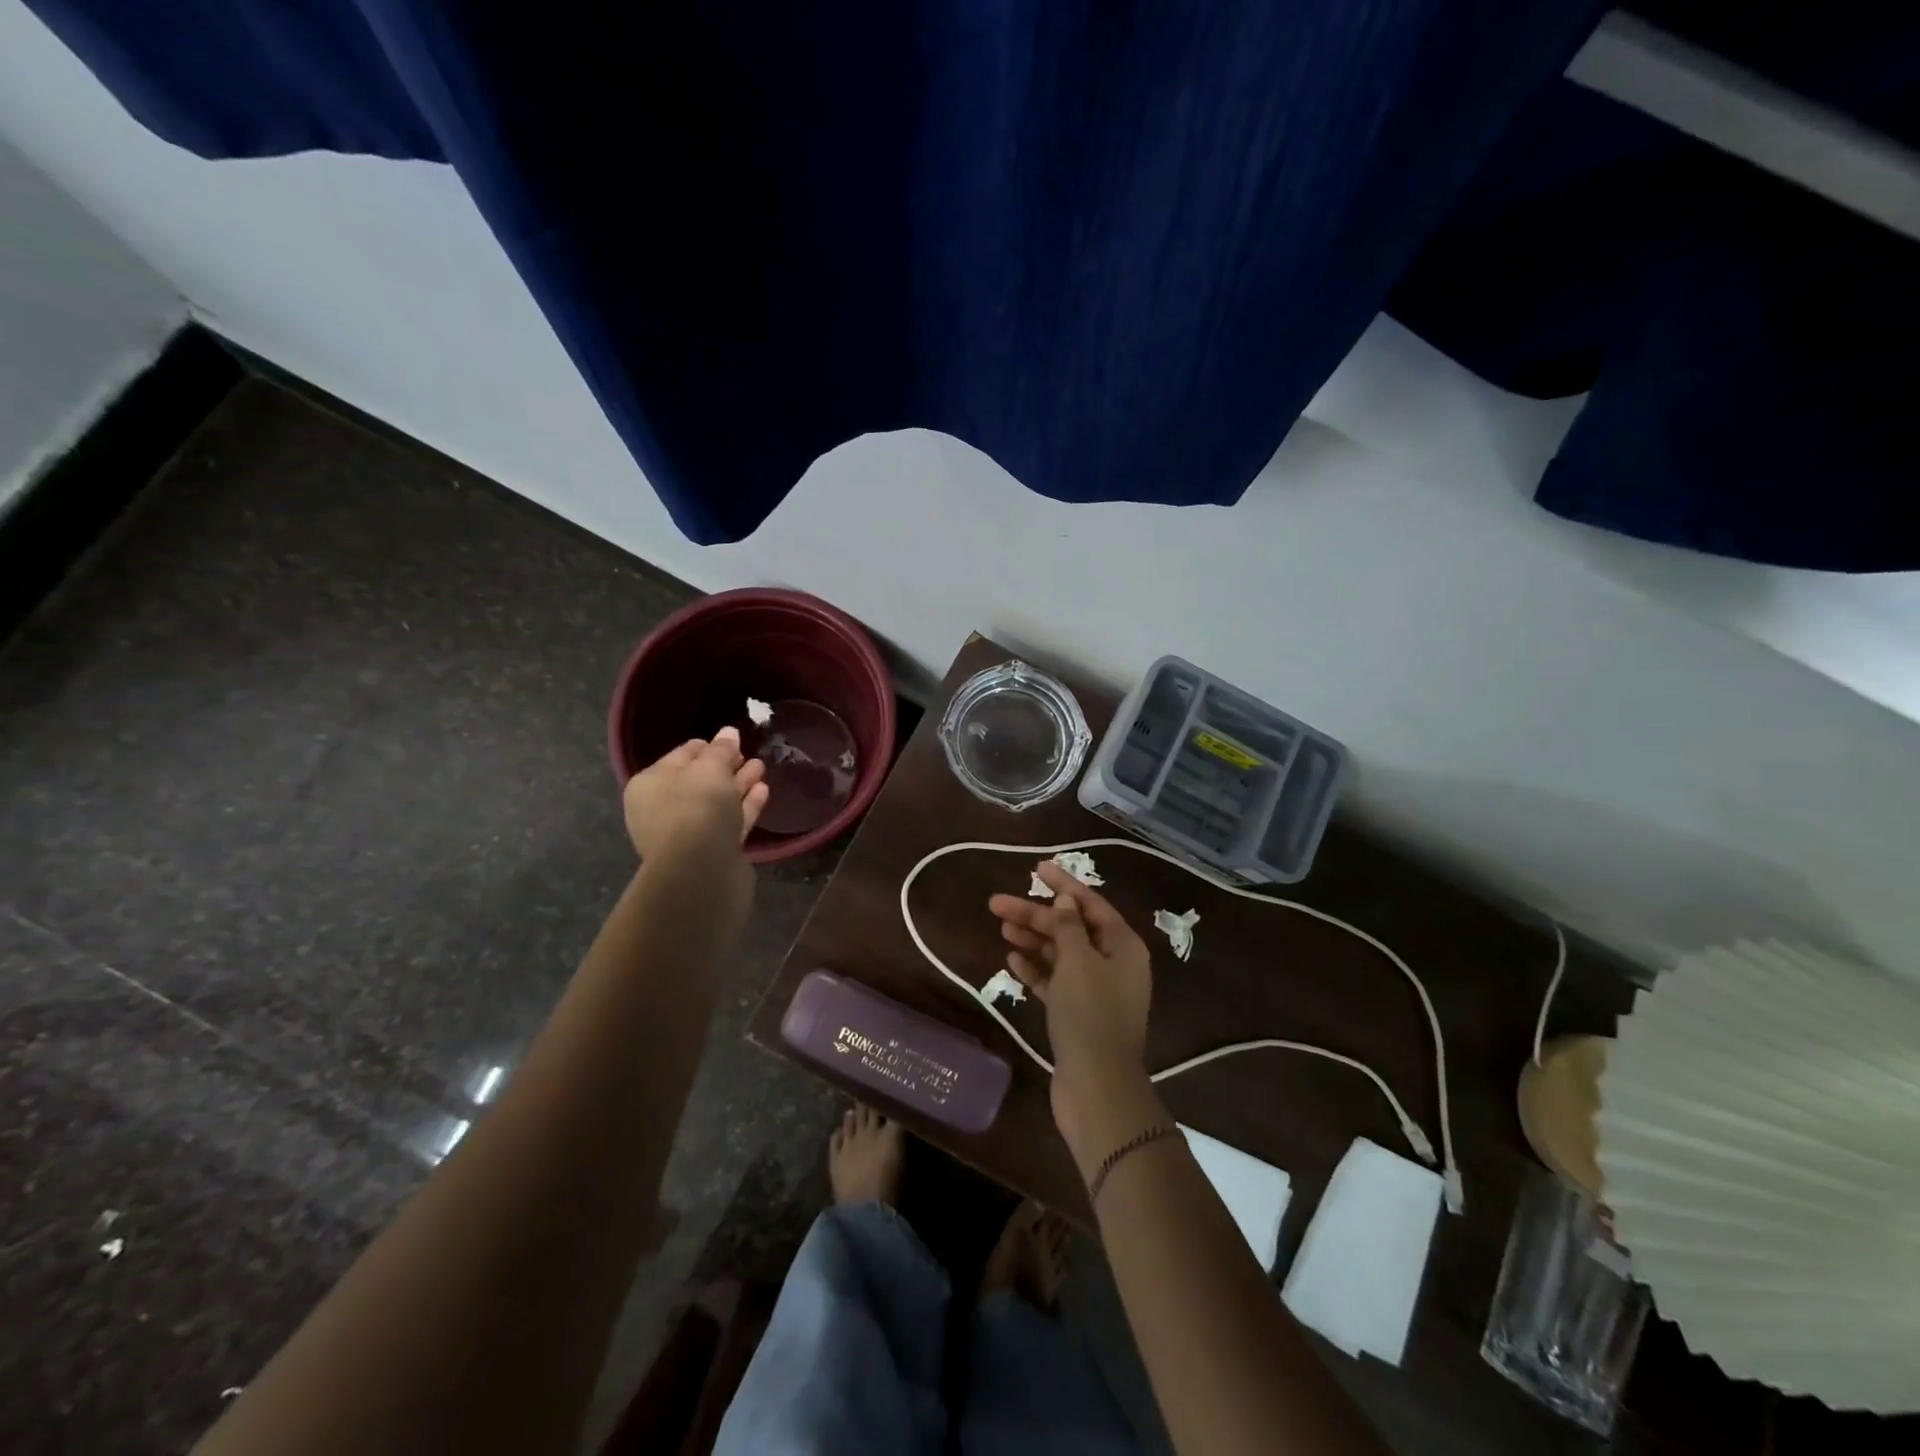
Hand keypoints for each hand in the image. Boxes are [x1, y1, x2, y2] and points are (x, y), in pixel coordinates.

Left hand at [623, 727, 768, 864]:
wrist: (700, 867)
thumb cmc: (696, 806)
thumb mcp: (710, 767)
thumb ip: (721, 749)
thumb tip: (729, 732)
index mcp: (649, 785)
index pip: (680, 756)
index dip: (706, 746)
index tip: (730, 739)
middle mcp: (662, 809)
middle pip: (698, 781)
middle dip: (725, 766)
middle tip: (748, 754)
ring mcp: (686, 834)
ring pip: (716, 803)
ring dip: (738, 785)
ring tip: (760, 768)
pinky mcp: (710, 852)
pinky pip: (728, 822)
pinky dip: (745, 806)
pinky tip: (763, 791)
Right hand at [988, 861, 1154, 1143]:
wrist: (1096, 1085)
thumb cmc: (1090, 1013)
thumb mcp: (1078, 961)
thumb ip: (1069, 927)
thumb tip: (1066, 901)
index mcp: (1123, 946)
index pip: (1090, 904)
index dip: (1063, 885)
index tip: (1037, 868)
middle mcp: (1113, 964)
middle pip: (1071, 929)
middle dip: (1036, 915)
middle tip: (997, 904)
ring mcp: (1096, 991)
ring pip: (1061, 955)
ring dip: (1033, 940)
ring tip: (1000, 928)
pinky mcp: (1079, 1015)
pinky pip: (1056, 982)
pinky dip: (1036, 970)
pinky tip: (1012, 961)